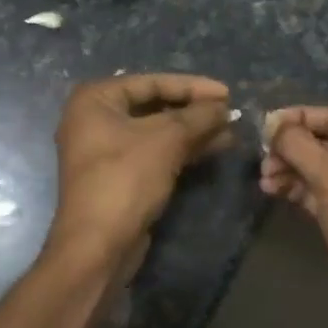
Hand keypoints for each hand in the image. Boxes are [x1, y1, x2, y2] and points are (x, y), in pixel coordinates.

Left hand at [47, 73, 233, 270]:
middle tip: (230, 113)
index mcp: (96, 99)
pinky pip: (156, 153)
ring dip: (194, 131)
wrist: (99, 245)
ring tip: (230, 132)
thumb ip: (198, 116)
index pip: (152, 82)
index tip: (227, 93)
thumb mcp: (166, 140)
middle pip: (154, 105)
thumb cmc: (125, 179)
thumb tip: (224, 106)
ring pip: (158, 132)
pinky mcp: (120, 176)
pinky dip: (183, 149)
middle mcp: (96, 119)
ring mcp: (106, 150)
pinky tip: (214, 149)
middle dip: (194, 111)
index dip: (192, 86)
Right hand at [260, 105, 327, 327]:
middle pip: (322, 142)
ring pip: (315, 169)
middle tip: (262, 157)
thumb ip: (299, 145)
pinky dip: (294, 188)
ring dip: (288, 169)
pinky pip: (315, 191)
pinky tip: (271, 190)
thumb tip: (272, 122)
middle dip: (290, 148)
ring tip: (264, 178)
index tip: (265, 124)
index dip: (299, 118)